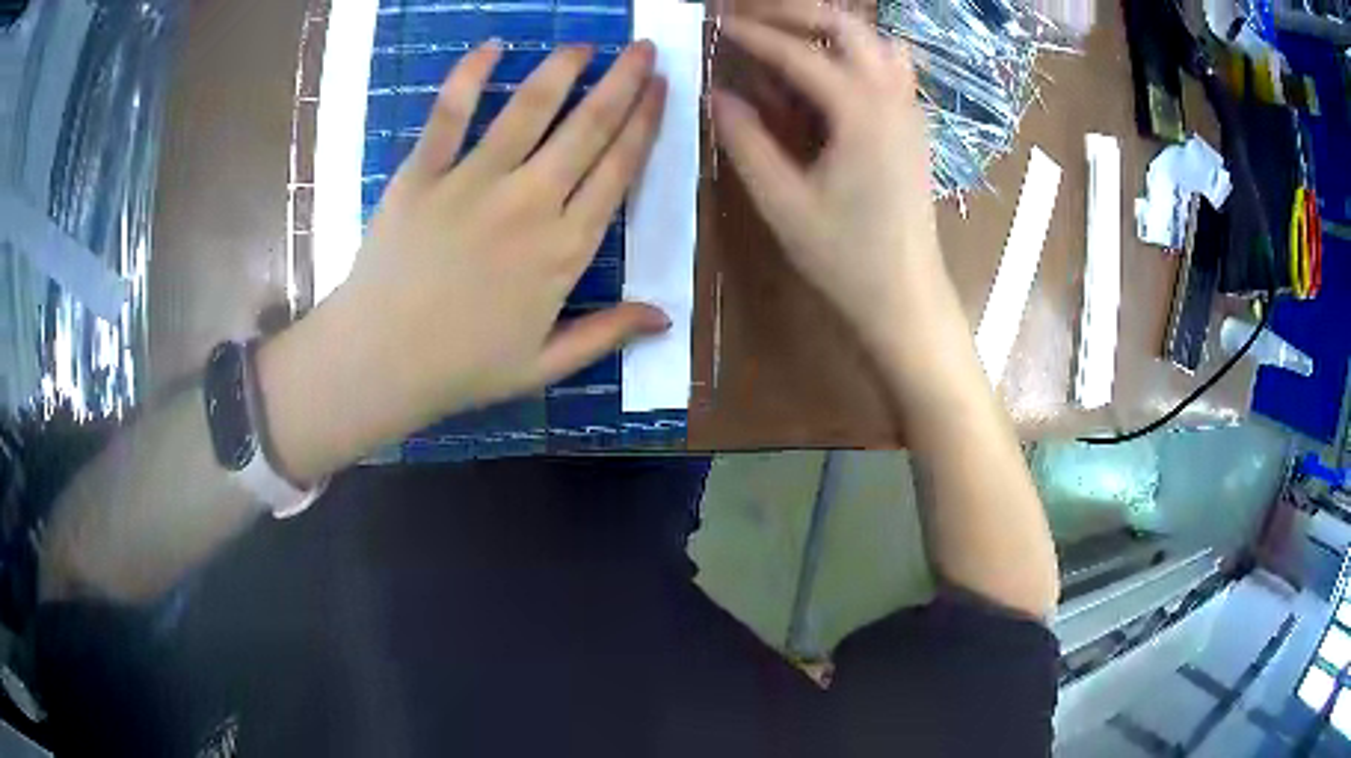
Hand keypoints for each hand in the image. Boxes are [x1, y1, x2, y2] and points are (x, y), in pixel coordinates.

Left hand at [334, 40, 668, 418]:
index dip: (646, 124)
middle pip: (588, 129)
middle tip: (643, 48)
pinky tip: (493, 46)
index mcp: (564, 249)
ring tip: (586, 43)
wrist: (378, 363)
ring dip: (563, 68)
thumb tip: (667, 316)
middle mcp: (529, 203)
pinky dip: (470, 75)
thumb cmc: (461, 368)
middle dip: (623, 82)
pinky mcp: (423, 174)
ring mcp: (473, 182)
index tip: (663, 89)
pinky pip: (449, 113)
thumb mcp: (544, 365)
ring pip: (530, 109)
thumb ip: (607, 334)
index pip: (619, 170)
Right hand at [712, 7, 946, 351]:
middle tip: (750, 18)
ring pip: (875, 41)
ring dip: (830, 29)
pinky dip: (855, 52)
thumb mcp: (782, 201)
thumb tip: (716, 94)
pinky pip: (889, 66)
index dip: (752, 34)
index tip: (715, 23)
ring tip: (786, 38)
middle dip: (796, 13)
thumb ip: (745, 140)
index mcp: (861, 111)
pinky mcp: (913, 126)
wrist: (906, 296)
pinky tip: (827, 73)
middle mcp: (892, 97)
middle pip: (847, 27)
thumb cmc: (845, 257)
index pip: (799, 53)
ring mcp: (909, 109)